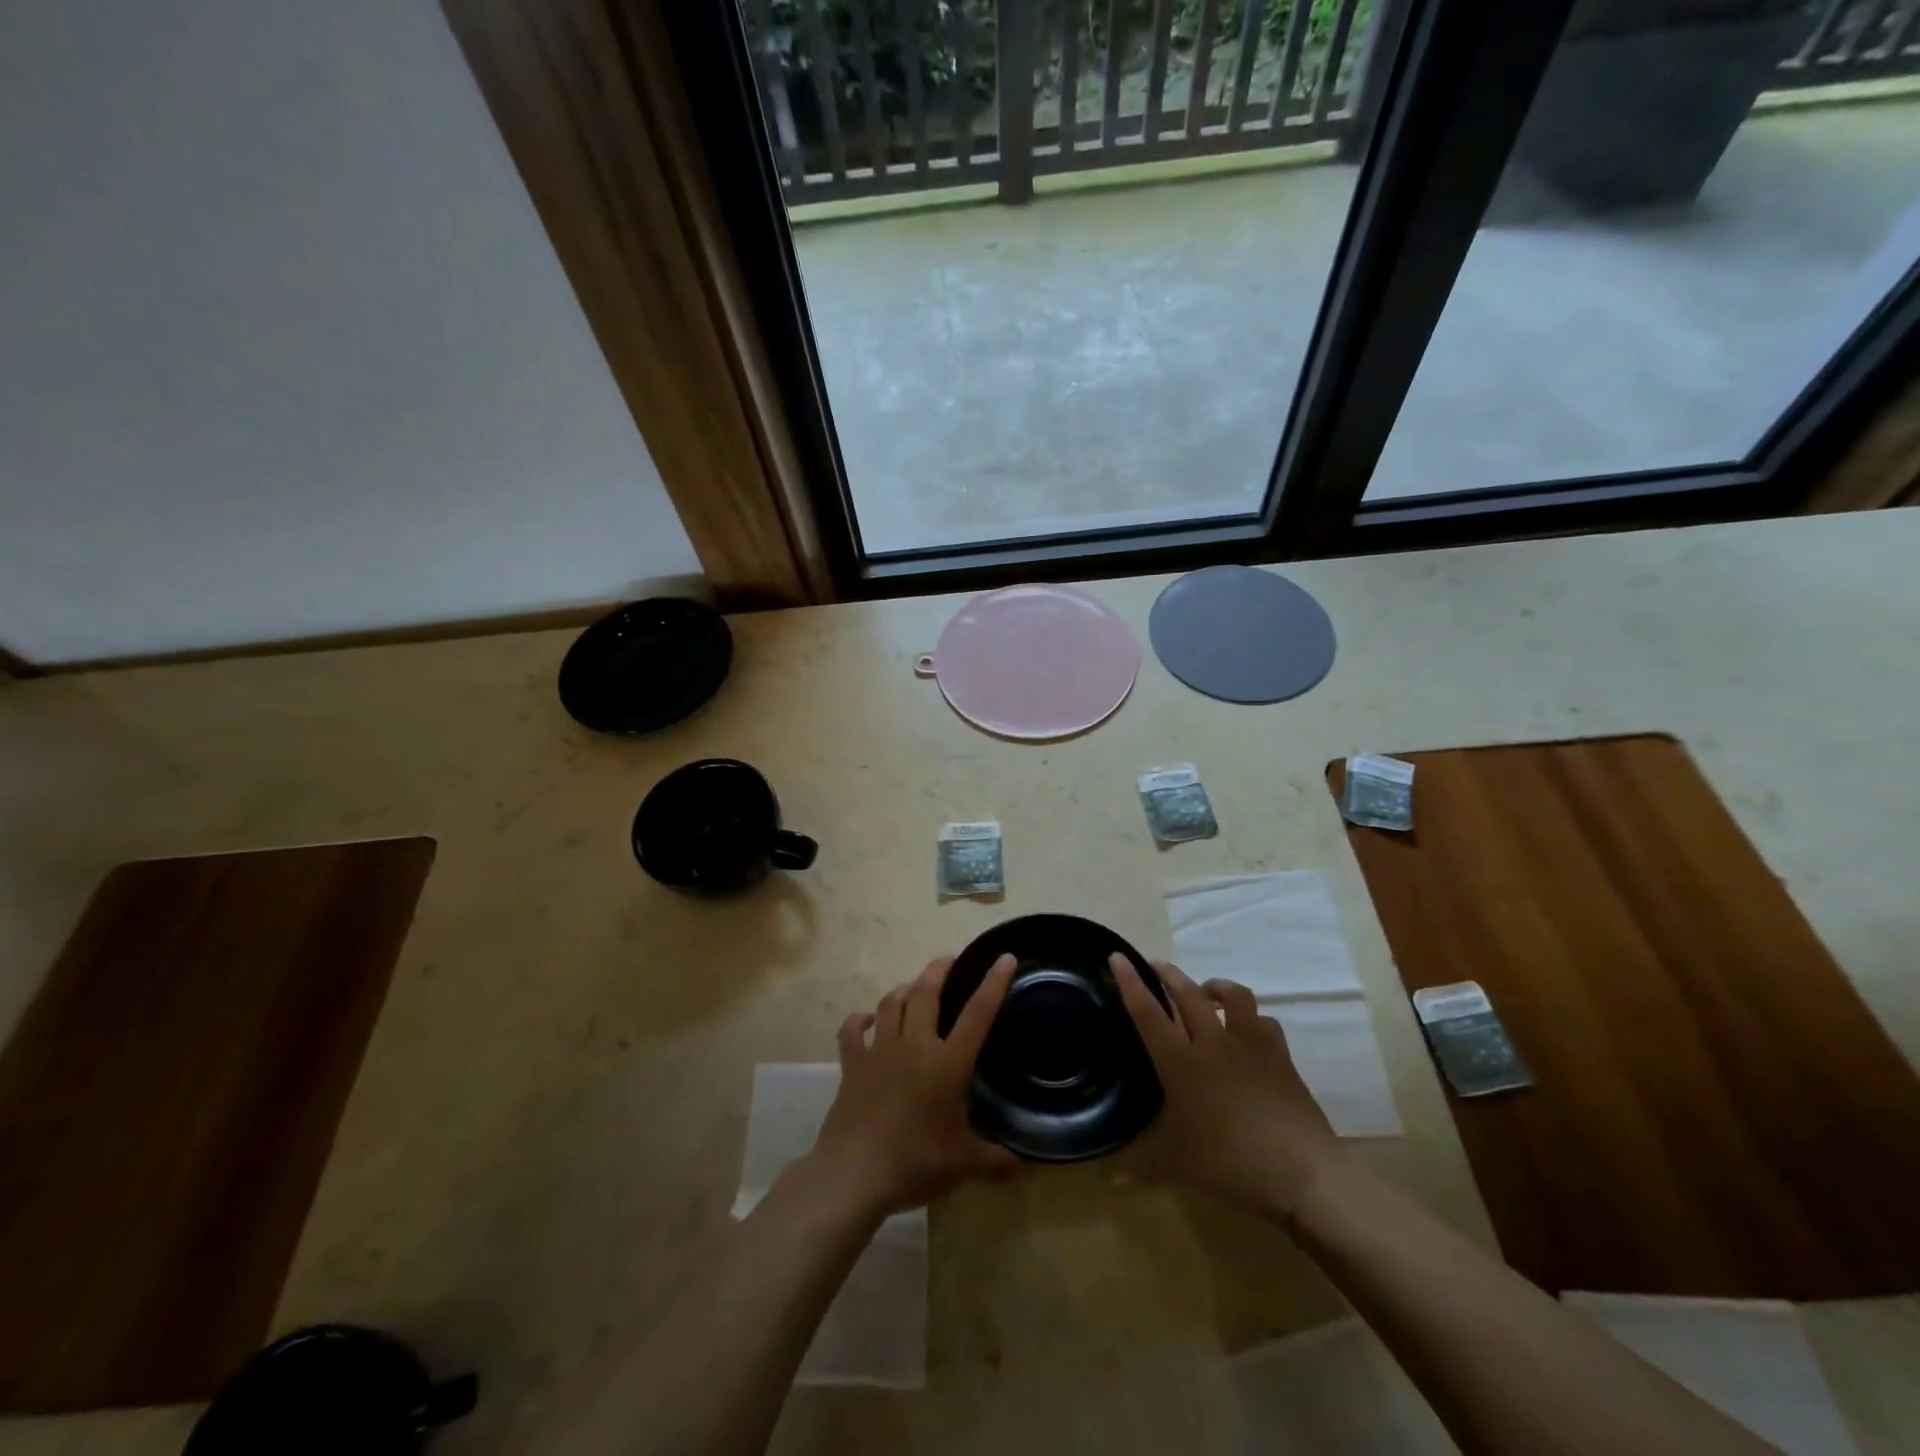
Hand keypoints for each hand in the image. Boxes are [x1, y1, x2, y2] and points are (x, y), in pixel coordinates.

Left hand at [808, 954, 1021, 1217]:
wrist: (854, 1174)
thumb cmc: (915, 1163)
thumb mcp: (962, 1164)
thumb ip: (993, 1160)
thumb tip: (1019, 1167)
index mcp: (947, 1063)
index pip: (978, 1014)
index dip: (993, 983)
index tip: (1004, 957)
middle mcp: (914, 1045)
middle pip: (926, 993)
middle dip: (939, 971)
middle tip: (949, 961)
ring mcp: (880, 1051)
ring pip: (891, 1003)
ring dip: (904, 989)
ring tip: (914, 987)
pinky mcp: (852, 1064)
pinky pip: (852, 1030)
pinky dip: (860, 1019)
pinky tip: (867, 1019)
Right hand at [1111, 955, 1342, 1219]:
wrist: (1304, 1175)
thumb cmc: (1231, 1165)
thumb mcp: (1178, 1167)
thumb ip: (1142, 1167)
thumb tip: (1111, 1179)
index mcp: (1181, 1064)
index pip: (1148, 1013)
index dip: (1131, 983)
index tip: (1118, 957)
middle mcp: (1213, 1044)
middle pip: (1188, 994)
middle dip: (1169, 975)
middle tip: (1156, 966)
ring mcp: (1251, 1046)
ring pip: (1233, 996)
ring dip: (1215, 986)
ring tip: (1206, 991)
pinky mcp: (1280, 1056)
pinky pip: (1264, 1022)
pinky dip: (1252, 1018)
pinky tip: (1248, 1029)